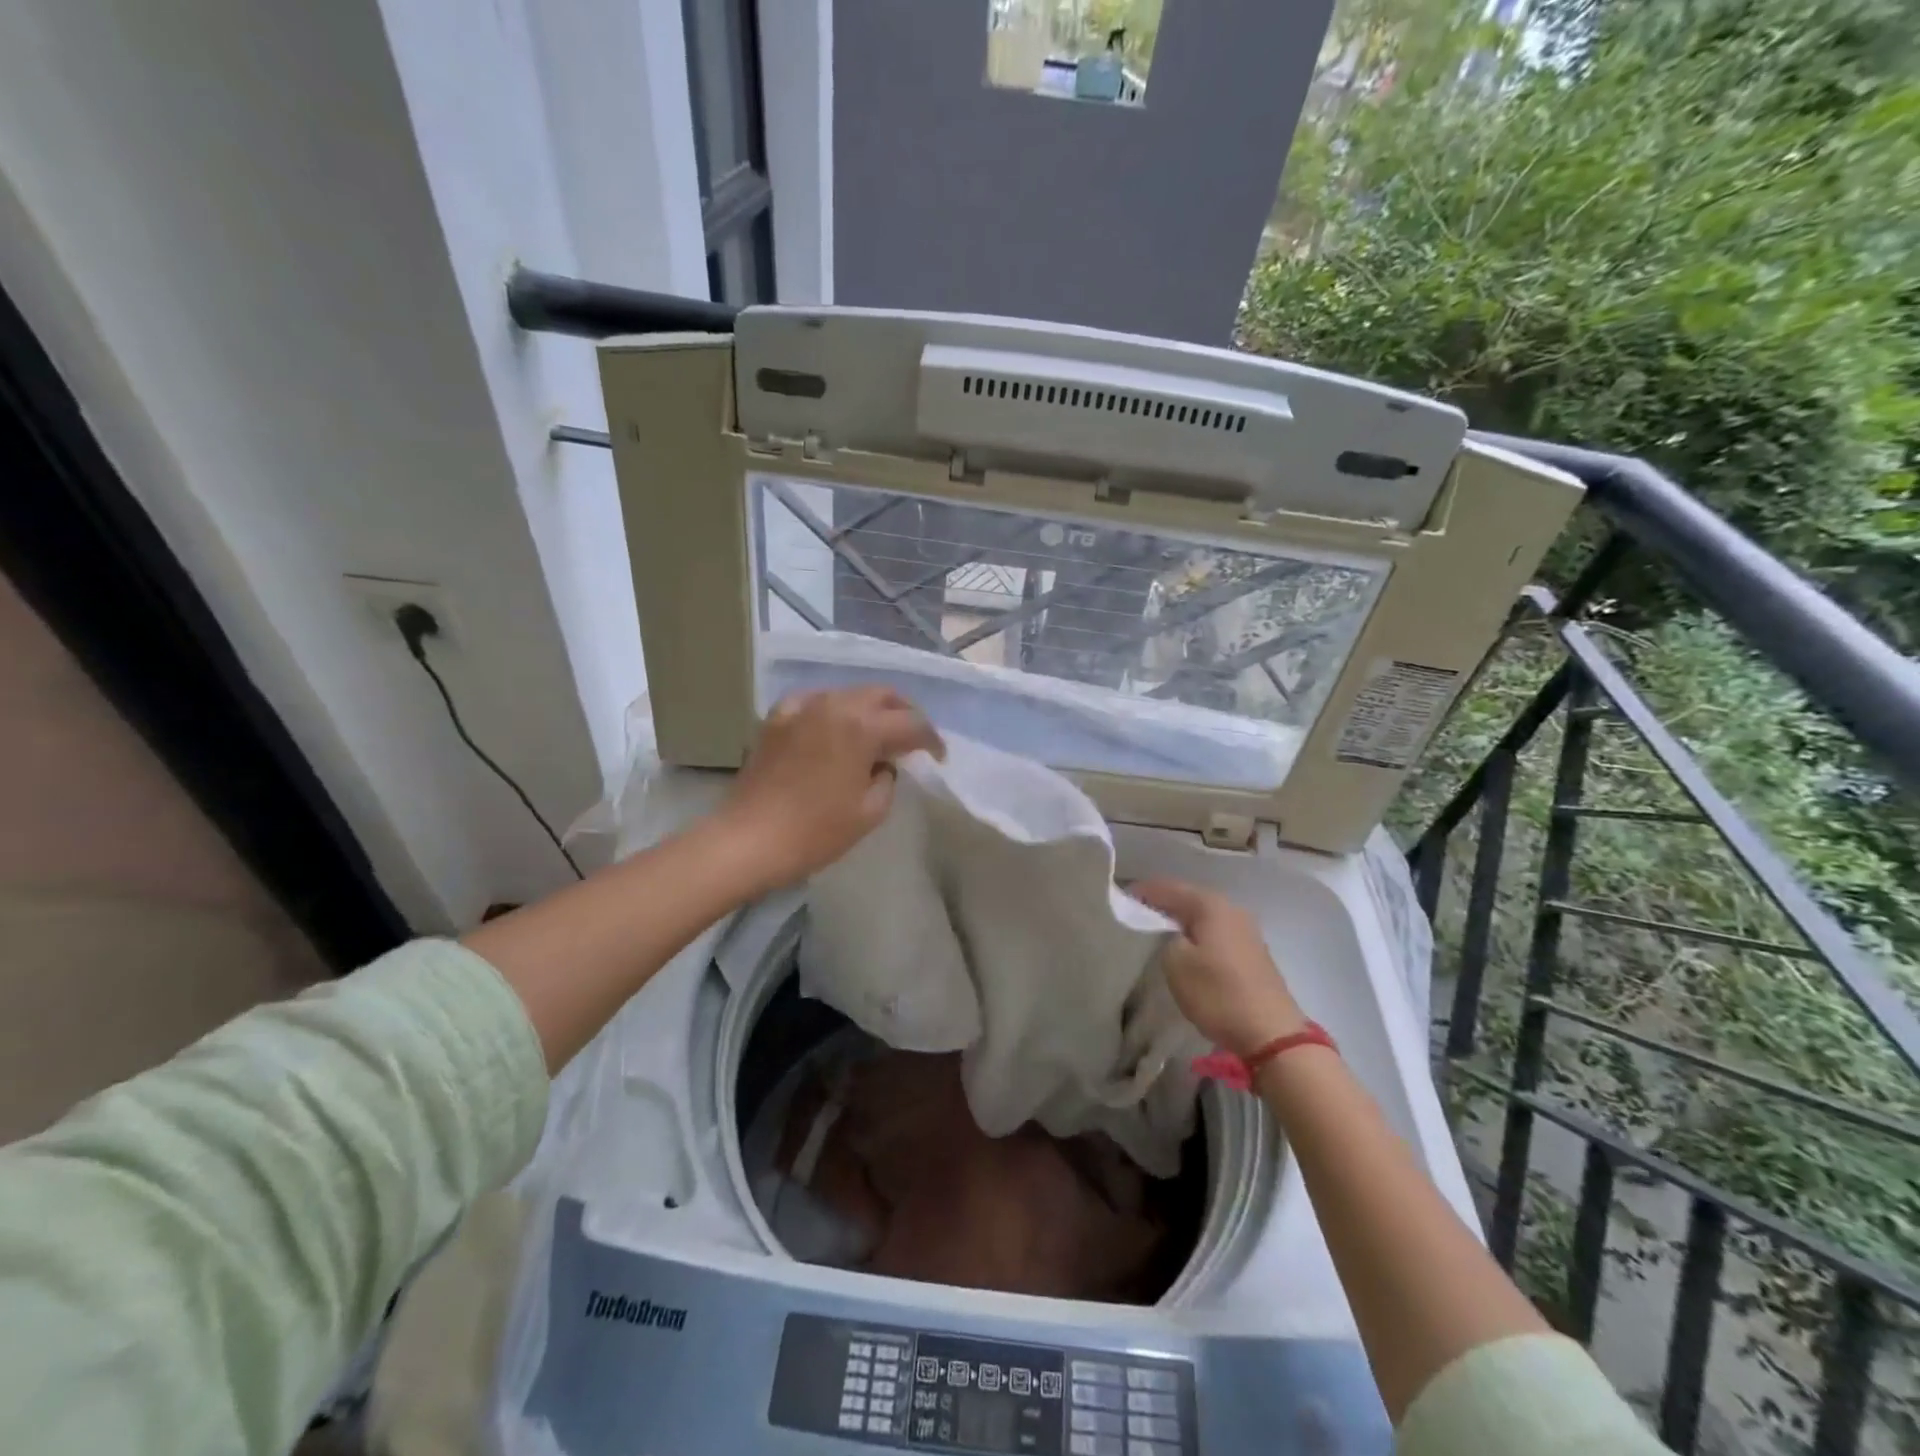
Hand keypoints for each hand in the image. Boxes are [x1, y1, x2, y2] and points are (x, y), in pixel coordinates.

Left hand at [719, 688, 943, 891]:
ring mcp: (802, 707)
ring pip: (848, 694)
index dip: (931, 739)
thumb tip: (883, 764)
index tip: (938, 757)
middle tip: (912, 739)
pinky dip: (832, 712)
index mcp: (862, 726)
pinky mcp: (777, 717)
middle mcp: (834, 704)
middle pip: (882, 695)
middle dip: (904, 714)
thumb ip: (888, 778)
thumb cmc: (816, 830)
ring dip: (869, 710)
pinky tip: (832, 730)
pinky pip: (815, 703)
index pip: (911, 722)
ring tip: (875, 736)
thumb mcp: (870, 811)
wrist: (749, 839)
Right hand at [1131, 879, 1306, 1055]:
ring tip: (1156, 931)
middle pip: (1189, 899)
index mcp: (1211, 905)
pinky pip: (1215, 934)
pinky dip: (1197, 936)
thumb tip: (1170, 932)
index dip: (1143, 892)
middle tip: (1135, 913)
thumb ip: (1165, 937)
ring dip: (1181, 922)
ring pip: (1204, 918)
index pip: (1168, 888)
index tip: (1120, 899)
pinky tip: (1185, 948)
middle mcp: (1232, 910)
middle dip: (1162, 905)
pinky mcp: (1252, 954)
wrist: (1270, 1034)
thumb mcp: (1176, 963)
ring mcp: (1246, 932)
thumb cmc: (1218, 993)